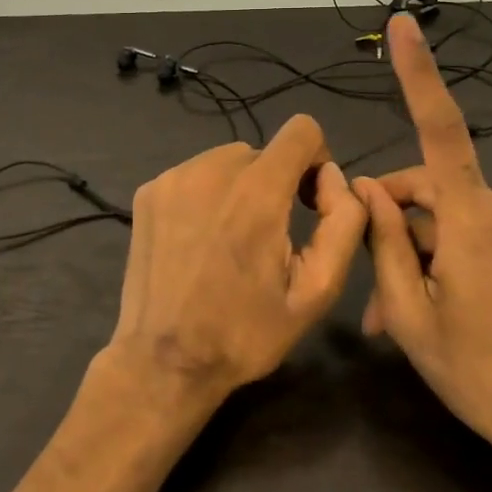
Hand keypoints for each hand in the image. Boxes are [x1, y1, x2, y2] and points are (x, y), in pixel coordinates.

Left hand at [104, 114, 366, 409]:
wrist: (164, 361)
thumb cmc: (246, 332)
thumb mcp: (317, 290)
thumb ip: (343, 223)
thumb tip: (333, 178)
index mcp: (258, 192)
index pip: (302, 130)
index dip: (316, 160)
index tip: (307, 201)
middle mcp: (212, 170)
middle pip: (264, 151)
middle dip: (276, 184)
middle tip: (269, 237)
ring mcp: (174, 178)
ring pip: (227, 161)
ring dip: (240, 188)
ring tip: (232, 241)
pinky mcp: (149, 192)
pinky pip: (194, 175)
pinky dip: (206, 196)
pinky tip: (200, 241)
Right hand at [355, 13, 491, 475]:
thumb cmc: (478, 373)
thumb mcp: (409, 315)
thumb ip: (383, 243)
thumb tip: (364, 190)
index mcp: (472, 220)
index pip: (440, 129)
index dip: (420, 74)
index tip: (405, 26)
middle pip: (426, 189)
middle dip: (390, 226)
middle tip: (365, 292)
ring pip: (444, 217)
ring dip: (412, 251)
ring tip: (389, 314)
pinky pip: (469, 233)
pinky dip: (440, 257)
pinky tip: (425, 304)